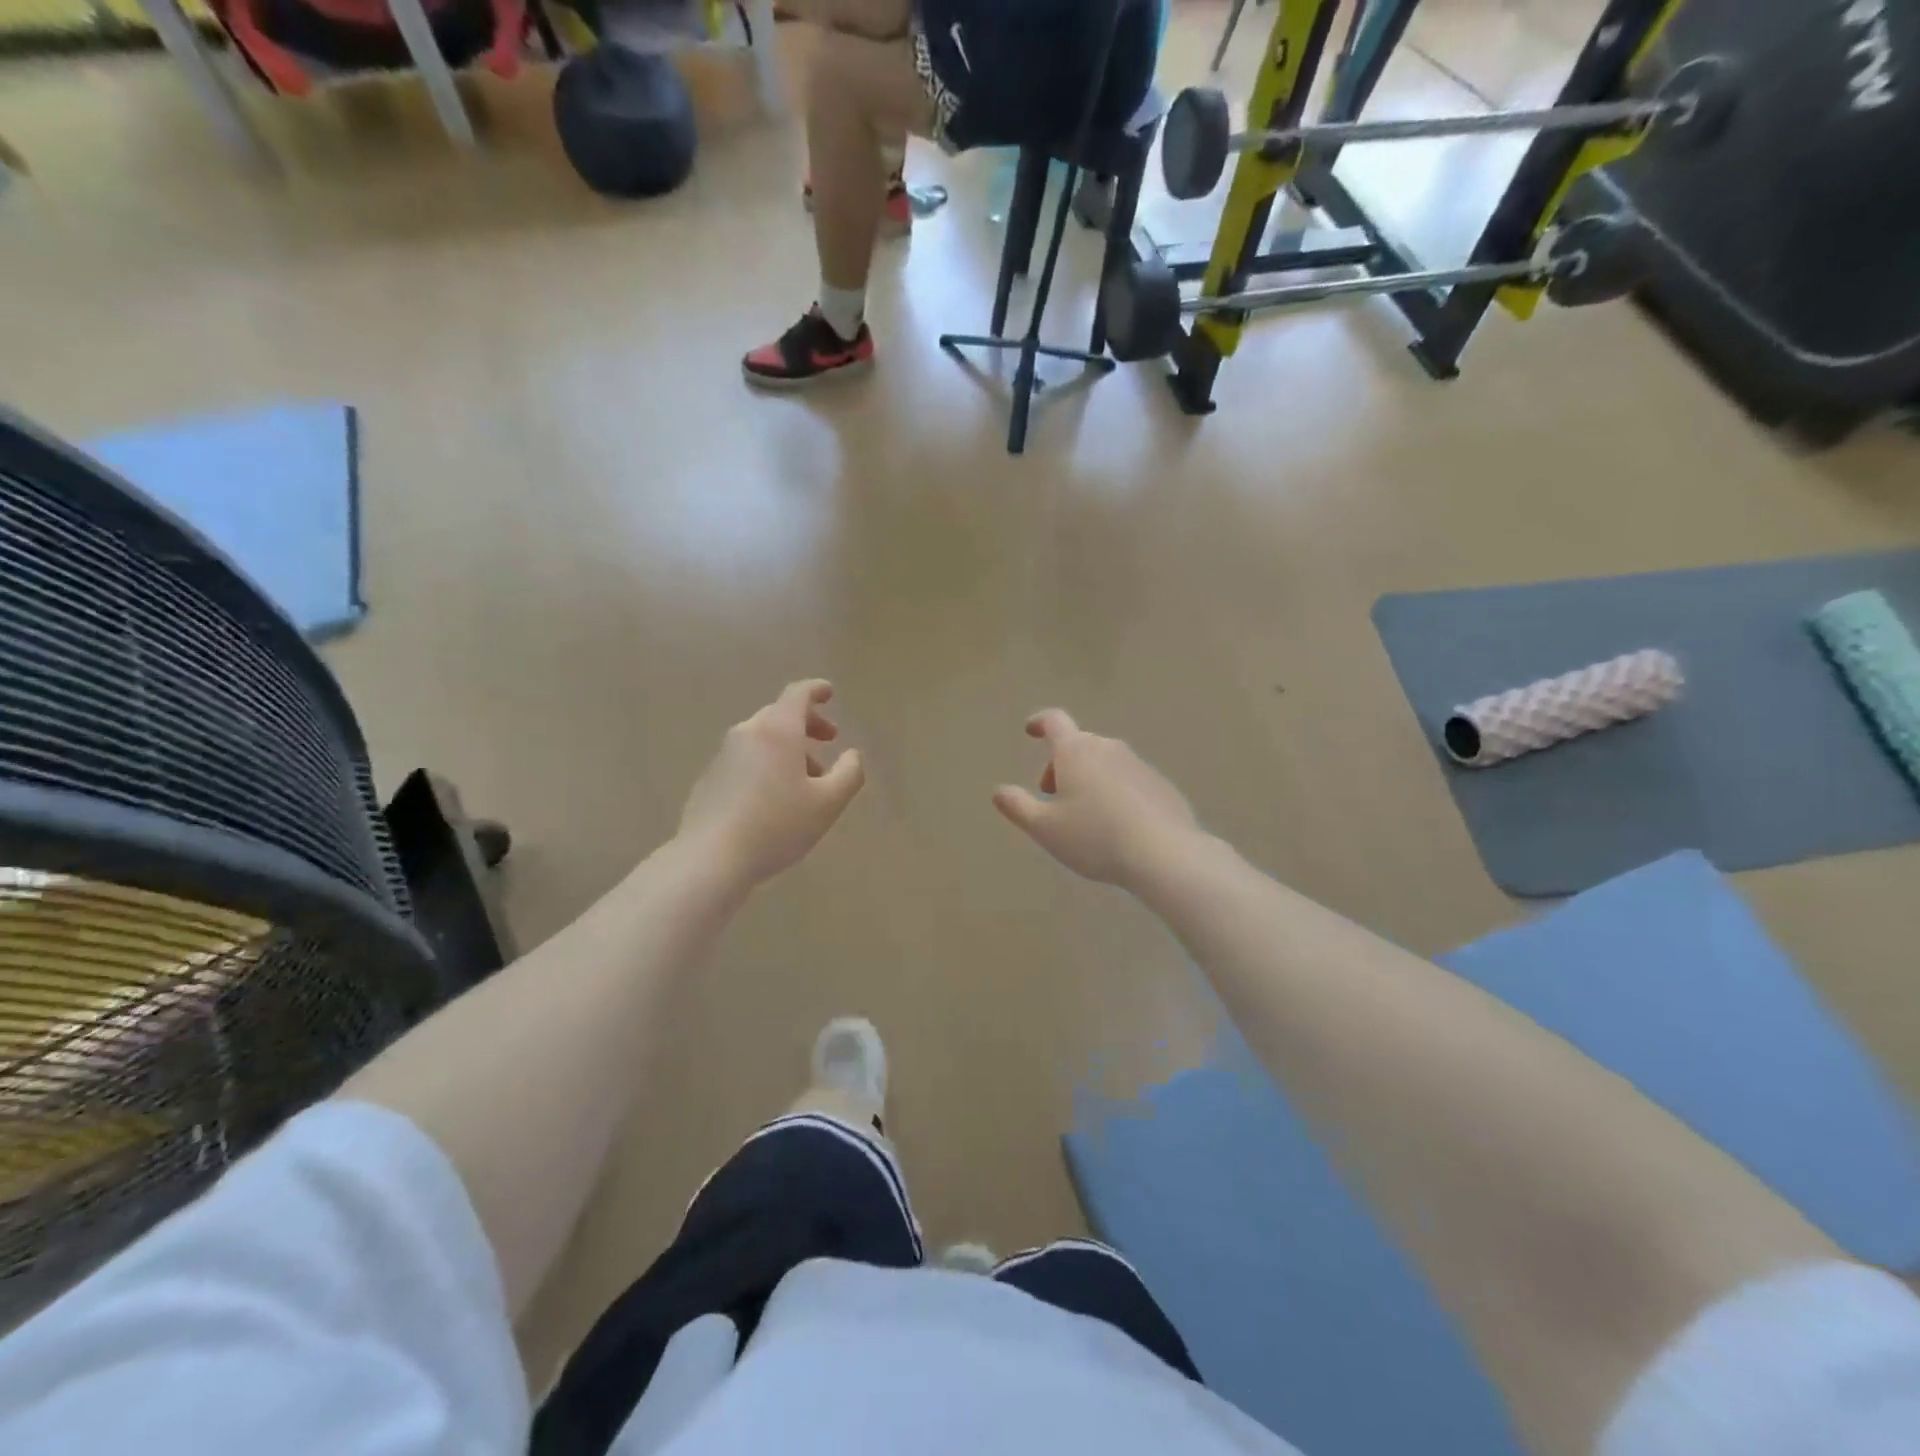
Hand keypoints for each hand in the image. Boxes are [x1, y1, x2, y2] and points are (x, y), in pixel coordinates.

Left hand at [678, 680, 864, 887]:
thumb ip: (849, 773)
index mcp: (778, 730)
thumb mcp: (828, 803)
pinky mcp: (710, 779)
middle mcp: (748, 733)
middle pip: (779, 715)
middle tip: (828, 740)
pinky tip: (774, 798)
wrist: (711, 858)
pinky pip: (745, 760)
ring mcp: (724, 756)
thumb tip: (852, 755)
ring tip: (807, 779)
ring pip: (762, 739)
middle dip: (807, 724)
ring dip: (788, 749)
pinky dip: (765, 765)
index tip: (829, 693)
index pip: (798, 694)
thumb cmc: (777, 825)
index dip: (816, 690)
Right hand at [993, 710, 1200, 888]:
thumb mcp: (1044, 828)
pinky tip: (1118, 826)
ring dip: (1089, 779)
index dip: (1039, 723)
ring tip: (1085, 816)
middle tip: (1053, 797)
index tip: (1030, 730)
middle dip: (1061, 765)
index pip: (1054, 721)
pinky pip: (1129, 780)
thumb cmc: (1094, 838)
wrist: (1164, 854)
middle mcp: (1108, 748)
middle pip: (1078, 745)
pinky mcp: (1161, 785)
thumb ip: (1017, 807)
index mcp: (1076, 751)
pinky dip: (1116, 792)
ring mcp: (1138, 765)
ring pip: (1105, 762)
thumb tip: (999, 791)